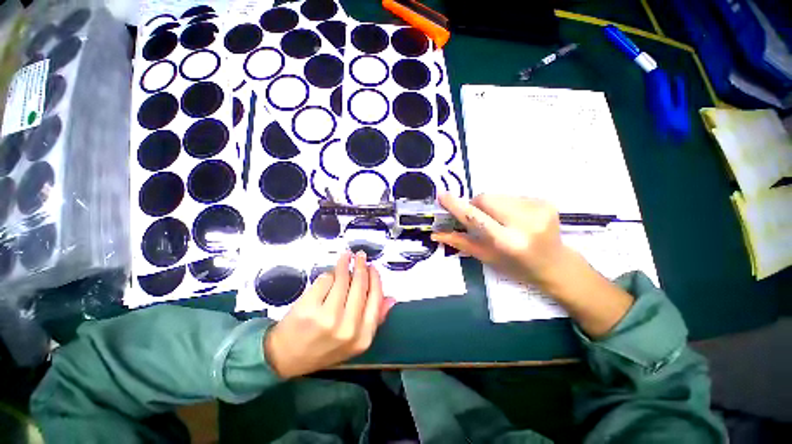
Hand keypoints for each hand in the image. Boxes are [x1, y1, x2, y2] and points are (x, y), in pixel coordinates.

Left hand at [264, 251, 395, 377]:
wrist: (286, 358)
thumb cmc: (323, 347)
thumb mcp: (355, 341)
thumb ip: (375, 319)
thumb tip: (391, 298)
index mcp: (362, 336)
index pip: (375, 298)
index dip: (375, 278)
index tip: (372, 267)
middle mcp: (348, 327)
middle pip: (360, 285)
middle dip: (361, 266)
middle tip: (361, 255)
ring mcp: (327, 317)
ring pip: (343, 279)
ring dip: (345, 264)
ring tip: (346, 256)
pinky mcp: (309, 307)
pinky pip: (326, 280)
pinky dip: (329, 274)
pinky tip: (330, 273)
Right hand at [432, 193, 574, 290]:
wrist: (556, 265)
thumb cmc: (517, 267)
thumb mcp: (486, 257)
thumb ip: (460, 242)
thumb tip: (435, 234)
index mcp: (508, 242)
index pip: (476, 218)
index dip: (457, 206)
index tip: (441, 195)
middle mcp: (525, 223)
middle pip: (485, 199)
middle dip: (476, 206)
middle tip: (479, 219)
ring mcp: (538, 209)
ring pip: (497, 195)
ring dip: (491, 205)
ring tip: (500, 220)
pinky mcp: (545, 201)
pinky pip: (512, 195)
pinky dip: (505, 204)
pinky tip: (514, 218)